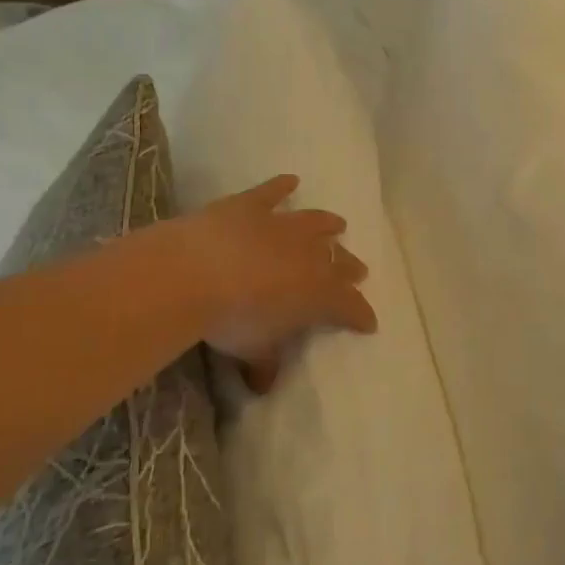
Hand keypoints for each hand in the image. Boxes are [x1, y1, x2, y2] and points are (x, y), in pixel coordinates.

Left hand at [173, 175, 376, 383]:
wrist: (195, 274)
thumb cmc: (233, 319)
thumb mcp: (253, 349)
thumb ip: (264, 364)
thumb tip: (264, 384)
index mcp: (320, 293)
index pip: (351, 306)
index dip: (361, 315)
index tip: (369, 323)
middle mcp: (311, 255)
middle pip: (339, 261)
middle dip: (350, 268)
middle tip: (357, 272)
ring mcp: (282, 226)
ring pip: (315, 223)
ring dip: (328, 224)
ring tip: (338, 224)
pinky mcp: (251, 206)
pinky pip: (272, 192)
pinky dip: (282, 186)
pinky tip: (290, 180)